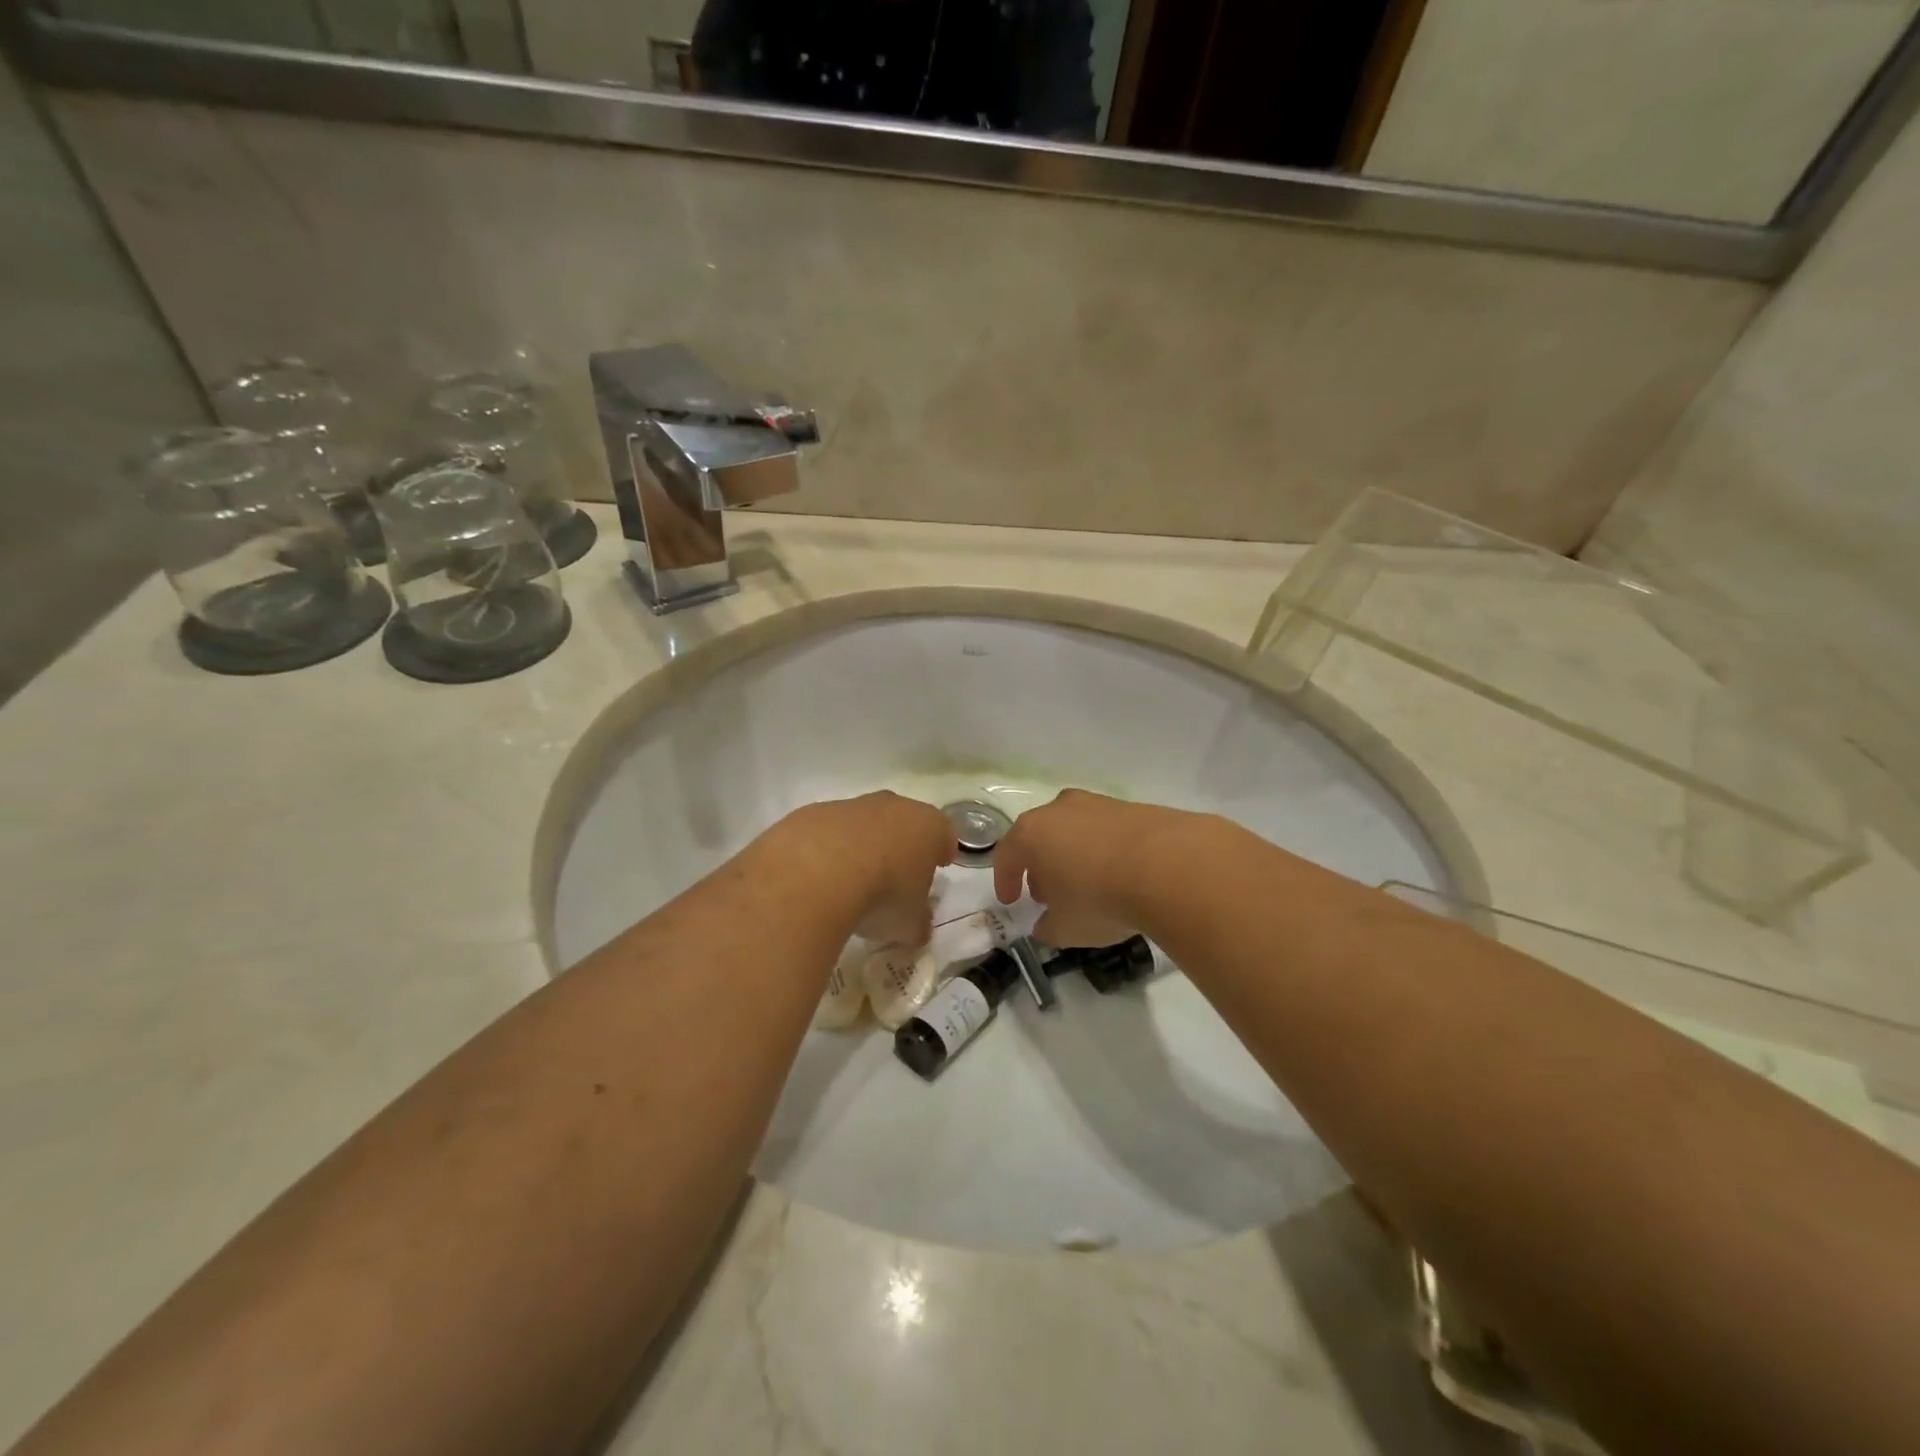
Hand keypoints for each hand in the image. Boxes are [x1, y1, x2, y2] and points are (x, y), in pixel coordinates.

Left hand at [780, 792, 953, 946]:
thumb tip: (917, 928)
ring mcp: (850, 806)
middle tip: (896, 875)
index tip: (939, 866)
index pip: (944, 834)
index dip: (942, 851)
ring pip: (862, 824)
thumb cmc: (882, 895)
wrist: (816, 874)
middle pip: (903, 822)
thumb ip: (917, 923)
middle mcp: (892, 806)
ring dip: (860, 846)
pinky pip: (827, 832)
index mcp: (928, 826)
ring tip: (851, 883)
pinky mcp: (812, 813)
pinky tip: (818, 878)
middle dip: (901, 845)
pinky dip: (826, 850)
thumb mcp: (909, 924)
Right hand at [993, 790, 1200, 946]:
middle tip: (1047, 894)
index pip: (1006, 855)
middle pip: (1040, 836)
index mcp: (1032, 833)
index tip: (1011, 900)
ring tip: (1086, 885)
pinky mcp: (1132, 807)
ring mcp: (1097, 804)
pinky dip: (1105, 850)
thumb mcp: (1066, 928)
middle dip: (1039, 865)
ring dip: (1073, 855)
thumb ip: (1048, 928)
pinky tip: (1119, 875)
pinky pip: (1106, 831)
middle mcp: (1059, 810)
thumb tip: (1045, 925)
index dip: (1005, 880)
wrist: (1168, 866)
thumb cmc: (1099, 898)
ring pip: (1074, 830)